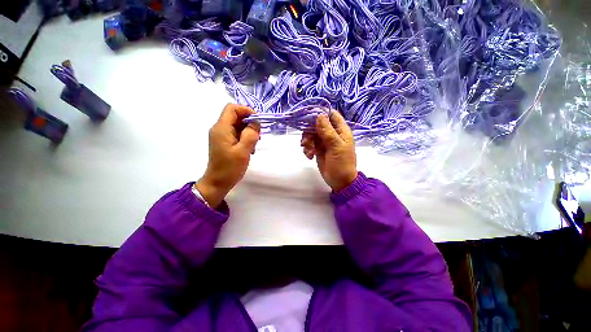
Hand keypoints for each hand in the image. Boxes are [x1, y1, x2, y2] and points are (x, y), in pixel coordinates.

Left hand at [195, 104, 259, 207]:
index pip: (232, 108)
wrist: (218, 182)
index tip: (258, 121)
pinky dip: (245, 137)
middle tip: (258, 135)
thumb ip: (250, 135)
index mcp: (222, 128)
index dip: (246, 110)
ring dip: (248, 131)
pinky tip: (250, 148)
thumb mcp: (243, 151)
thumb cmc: (230, 168)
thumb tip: (256, 123)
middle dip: (249, 123)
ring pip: (237, 125)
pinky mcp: (224, 142)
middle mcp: (219, 129)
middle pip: (235, 116)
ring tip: (255, 144)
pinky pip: (236, 133)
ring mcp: (221, 136)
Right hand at [301, 110, 357, 191]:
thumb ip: (327, 131)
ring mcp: (324, 142)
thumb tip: (319, 115)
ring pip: (312, 134)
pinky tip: (309, 156)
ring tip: (309, 151)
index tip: (309, 117)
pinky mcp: (318, 149)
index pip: (331, 115)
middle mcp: (332, 134)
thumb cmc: (342, 164)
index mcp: (341, 130)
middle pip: (317, 124)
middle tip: (306, 141)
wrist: (339, 181)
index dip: (321, 113)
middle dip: (310, 131)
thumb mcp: (336, 147)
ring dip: (307, 141)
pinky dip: (307, 149)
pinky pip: (310, 144)